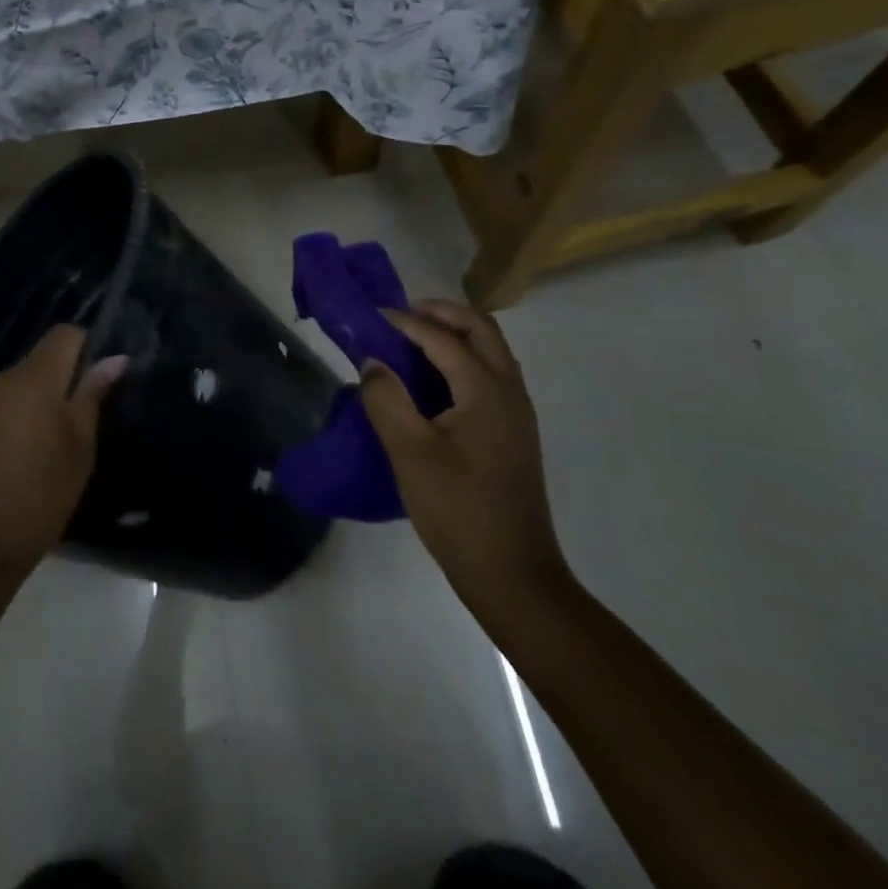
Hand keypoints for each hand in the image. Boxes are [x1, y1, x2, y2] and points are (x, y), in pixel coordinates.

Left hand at [0, 326, 128, 576]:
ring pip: (22, 380)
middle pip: (42, 357)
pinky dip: (20, 412)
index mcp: (34, 379)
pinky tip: (26, 449)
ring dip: (42, 396)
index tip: (100, 377)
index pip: (64, 334)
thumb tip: (114, 358)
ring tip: (55, 437)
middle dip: (65, 375)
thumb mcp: (80, 446)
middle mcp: (3, 379)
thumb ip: (93, 394)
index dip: (87, 346)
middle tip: (84, 414)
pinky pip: (3, 401)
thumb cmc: (42, 493)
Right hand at [361, 300, 571, 625]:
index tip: (370, 316)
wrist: (512, 574)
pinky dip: (462, 361)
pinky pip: (489, 376)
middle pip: (481, 330)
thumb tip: (373, 363)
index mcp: (486, 391)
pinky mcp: (513, 434)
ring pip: (490, 352)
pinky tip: (431, 382)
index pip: (443, 338)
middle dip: (441, 314)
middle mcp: (510, 392)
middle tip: (400, 317)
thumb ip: (386, 399)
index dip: (405, 322)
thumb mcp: (409, 452)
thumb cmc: (457, 509)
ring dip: (454, 335)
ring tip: (410, 342)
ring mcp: (516, 414)